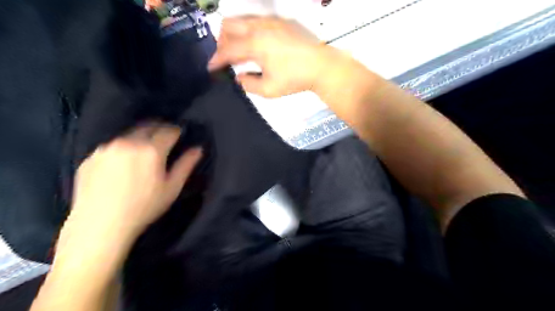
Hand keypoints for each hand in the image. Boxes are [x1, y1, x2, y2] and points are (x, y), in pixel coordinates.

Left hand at [68, 124, 201, 242]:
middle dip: (158, 129)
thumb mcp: (172, 187)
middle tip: (164, 137)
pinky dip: (122, 149)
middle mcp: (128, 143)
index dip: (176, 131)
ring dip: (139, 138)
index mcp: (151, 150)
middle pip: (147, 127)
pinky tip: (122, 165)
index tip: (179, 134)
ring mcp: (106, 149)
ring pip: (128, 136)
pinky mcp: (91, 158)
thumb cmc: (144, 207)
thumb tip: (198, 149)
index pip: (168, 131)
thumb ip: (186, 165)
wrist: (100, 225)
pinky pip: (111, 147)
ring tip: (143, 151)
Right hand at [208, 16, 338, 96]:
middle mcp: (260, 27)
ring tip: (240, 52)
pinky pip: (257, 21)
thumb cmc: (295, 79)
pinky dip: (249, 31)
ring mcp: (271, 21)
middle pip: (229, 25)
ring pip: (243, 20)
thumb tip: (239, 77)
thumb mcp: (269, 89)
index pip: (227, 49)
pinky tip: (256, 45)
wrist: (321, 66)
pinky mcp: (281, 21)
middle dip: (222, 41)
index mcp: (255, 44)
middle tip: (225, 58)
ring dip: (235, 34)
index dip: (216, 59)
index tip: (211, 68)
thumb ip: (248, 84)